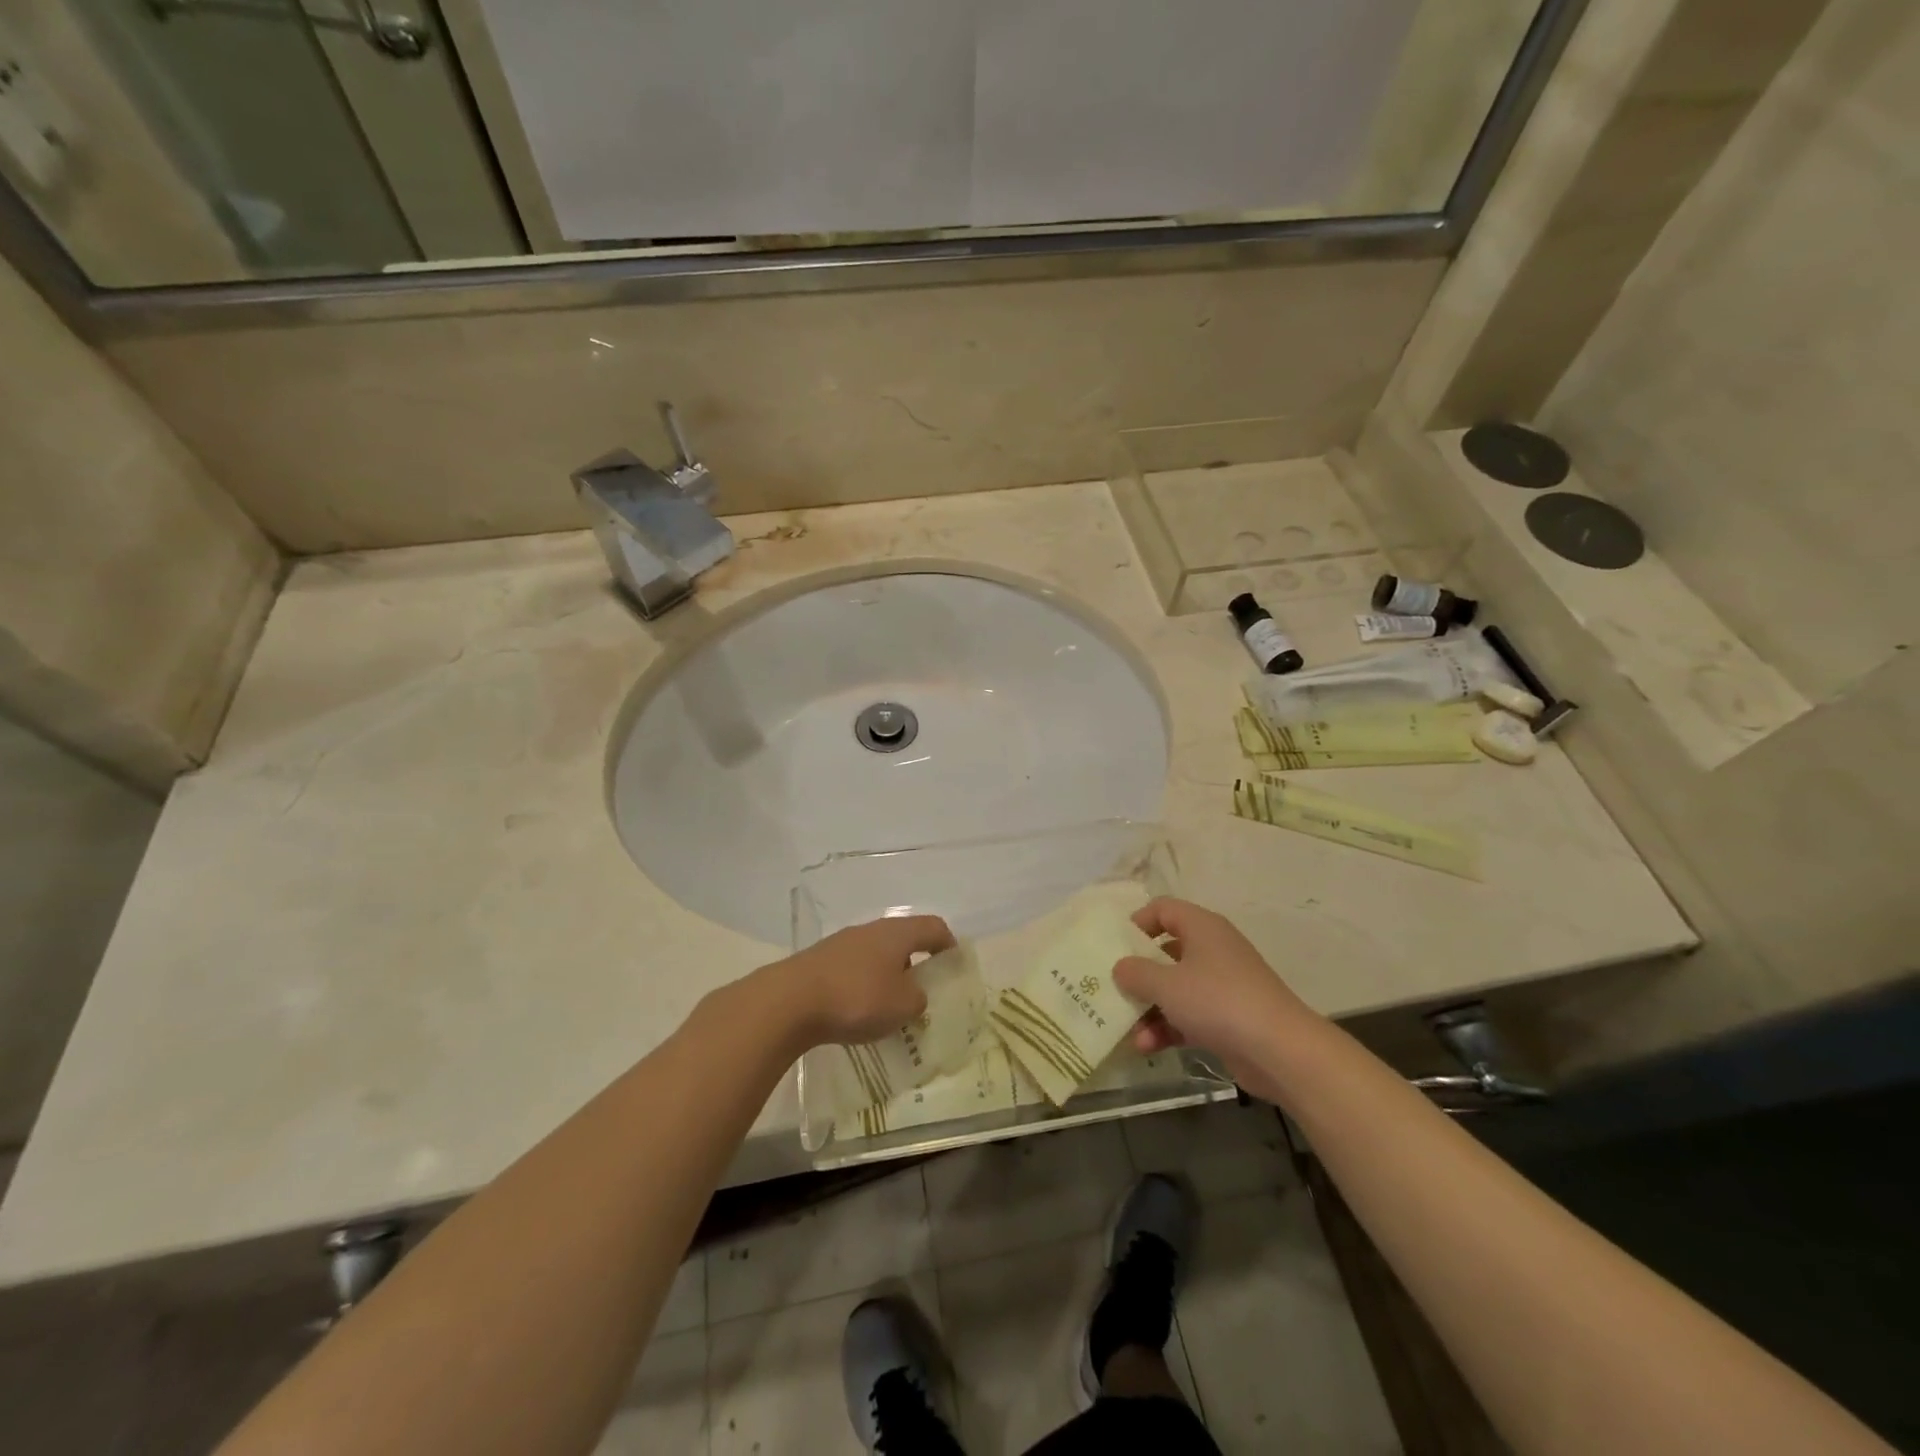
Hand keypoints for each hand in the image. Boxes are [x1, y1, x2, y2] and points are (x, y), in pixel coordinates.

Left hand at [764, 914, 955, 1049]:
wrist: (790, 1001)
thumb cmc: (856, 998)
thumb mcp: (902, 1006)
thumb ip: (918, 999)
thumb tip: (914, 994)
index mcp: (897, 933)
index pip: (933, 927)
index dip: (949, 944)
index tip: (954, 966)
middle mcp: (871, 930)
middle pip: (903, 939)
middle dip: (916, 963)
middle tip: (923, 991)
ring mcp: (842, 943)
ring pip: (877, 955)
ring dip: (888, 975)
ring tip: (890, 1007)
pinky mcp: (820, 961)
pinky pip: (854, 968)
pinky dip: (864, 985)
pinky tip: (858, 1010)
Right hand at [1113, 898, 1320, 1104]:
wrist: (1280, 1051)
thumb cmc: (1218, 1001)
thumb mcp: (1167, 984)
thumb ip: (1136, 972)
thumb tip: (1121, 966)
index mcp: (1201, 927)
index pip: (1163, 909)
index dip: (1137, 922)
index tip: (1115, 946)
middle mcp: (1213, 949)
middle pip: (1166, 951)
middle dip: (1138, 974)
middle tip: (1112, 988)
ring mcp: (1222, 985)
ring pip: (1175, 988)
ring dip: (1150, 1008)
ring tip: (1128, 1030)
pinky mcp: (1228, 1017)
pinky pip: (1189, 1014)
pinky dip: (1168, 1027)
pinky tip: (1147, 1047)